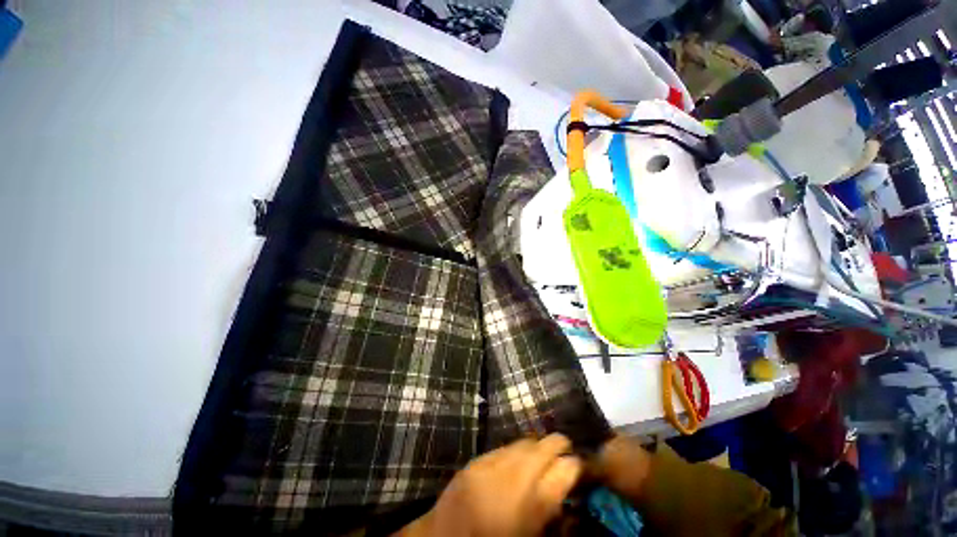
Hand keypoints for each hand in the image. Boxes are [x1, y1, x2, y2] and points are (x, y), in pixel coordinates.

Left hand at [401, 434, 582, 536]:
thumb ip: (553, 514)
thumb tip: (567, 491)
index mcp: (533, 504)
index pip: (567, 469)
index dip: (578, 465)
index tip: (580, 468)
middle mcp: (514, 476)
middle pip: (546, 445)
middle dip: (560, 445)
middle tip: (567, 451)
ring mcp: (493, 463)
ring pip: (525, 441)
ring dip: (537, 446)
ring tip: (542, 454)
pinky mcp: (477, 459)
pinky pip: (504, 446)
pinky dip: (515, 450)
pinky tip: (517, 459)